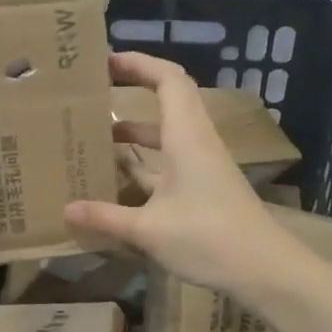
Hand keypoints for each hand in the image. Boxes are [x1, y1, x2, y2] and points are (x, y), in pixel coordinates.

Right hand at [64, 52, 286, 297]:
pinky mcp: (202, 188)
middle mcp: (195, 142)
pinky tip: (116, 179)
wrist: (264, 270)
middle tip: (93, 93)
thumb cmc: (208, 238)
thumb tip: (66, 209)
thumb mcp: (148, 230)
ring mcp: (200, 166)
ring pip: (165, 134)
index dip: (138, 63)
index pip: (167, 80)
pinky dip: (142, 162)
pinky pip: (167, 162)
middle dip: (132, 90)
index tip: (104, 61)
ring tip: (94, 135)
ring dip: (134, 131)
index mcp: (186, 136)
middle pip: (167, 100)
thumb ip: (105, 217)